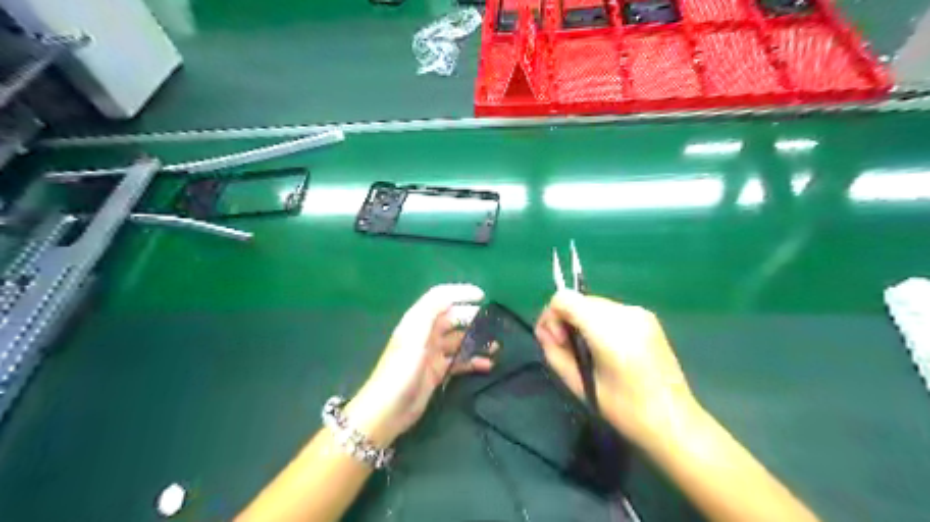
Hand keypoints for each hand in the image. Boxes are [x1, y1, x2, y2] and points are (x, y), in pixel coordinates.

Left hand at [346, 284, 493, 446]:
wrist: (387, 411)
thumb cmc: (400, 370)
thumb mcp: (414, 336)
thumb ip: (430, 313)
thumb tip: (451, 297)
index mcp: (418, 321)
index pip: (440, 298)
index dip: (460, 293)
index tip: (482, 296)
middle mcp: (426, 334)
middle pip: (452, 318)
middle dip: (472, 318)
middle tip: (493, 323)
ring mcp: (432, 353)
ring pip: (459, 340)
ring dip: (476, 341)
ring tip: (496, 346)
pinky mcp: (437, 372)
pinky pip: (459, 361)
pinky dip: (473, 360)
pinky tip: (488, 364)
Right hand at [535, 290, 701, 443]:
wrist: (674, 421)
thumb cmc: (625, 411)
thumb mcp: (579, 385)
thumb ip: (555, 353)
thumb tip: (544, 332)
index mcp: (609, 331)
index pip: (563, 299)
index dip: (552, 317)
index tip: (559, 343)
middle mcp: (625, 313)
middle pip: (578, 300)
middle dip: (566, 319)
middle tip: (570, 351)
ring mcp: (640, 312)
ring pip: (593, 304)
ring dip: (582, 321)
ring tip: (589, 351)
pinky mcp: (648, 317)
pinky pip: (610, 311)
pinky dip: (598, 322)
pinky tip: (606, 348)